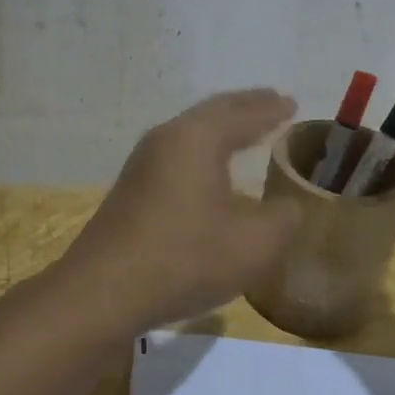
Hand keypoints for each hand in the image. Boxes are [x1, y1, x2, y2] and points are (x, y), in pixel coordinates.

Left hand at [59, 90, 301, 333]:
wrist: (103, 292)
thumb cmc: (185, 259)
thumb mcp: (253, 245)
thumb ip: (282, 219)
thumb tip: (288, 206)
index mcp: (198, 139)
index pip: (243, 113)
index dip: (271, 109)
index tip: (292, 103)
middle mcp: (167, 139)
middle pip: (212, 112)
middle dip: (245, 107)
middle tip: (272, 103)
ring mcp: (142, 163)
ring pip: (190, 132)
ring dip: (221, 127)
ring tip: (245, 130)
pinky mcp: (131, 188)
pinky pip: (177, 153)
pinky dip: (203, 150)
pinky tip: (210, 169)